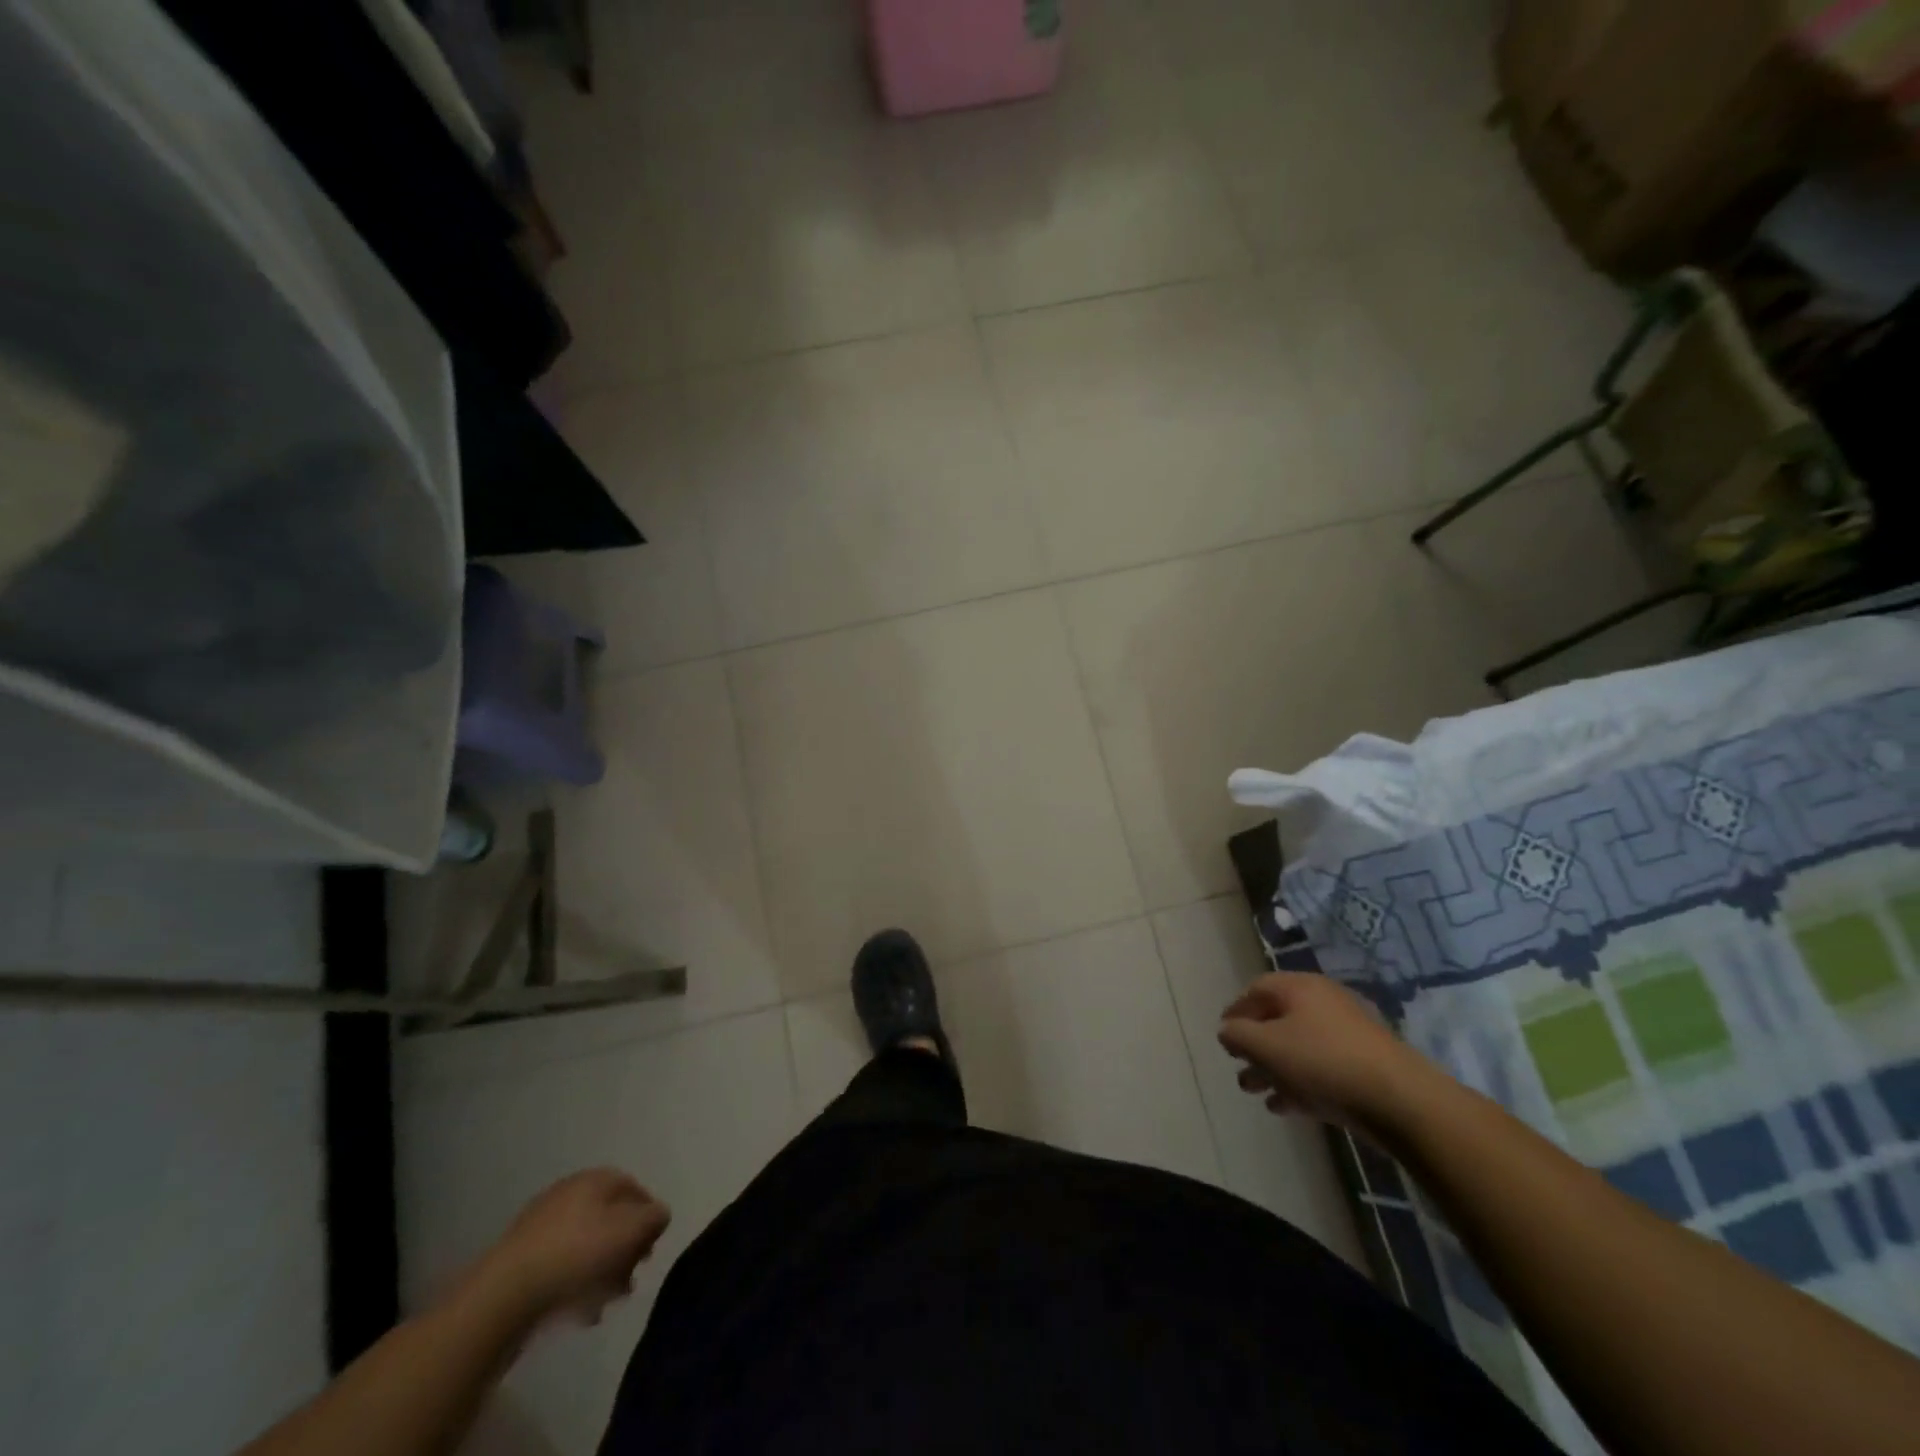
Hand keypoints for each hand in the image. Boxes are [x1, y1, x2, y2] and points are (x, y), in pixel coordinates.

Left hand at [469, 1169, 670, 1325]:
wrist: (504, 1296)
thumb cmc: (578, 1253)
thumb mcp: (631, 1231)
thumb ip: (654, 1218)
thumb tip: (658, 1215)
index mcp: (594, 1179)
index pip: (633, 1187)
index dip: (648, 1215)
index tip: (653, 1246)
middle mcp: (568, 1194)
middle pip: (609, 1218)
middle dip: (625, 1249)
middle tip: (631, 1278)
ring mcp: (540, 1226)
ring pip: (585, 1245)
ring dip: (601, 1271)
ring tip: (606, 1302)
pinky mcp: (521, 1260)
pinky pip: (560, 1266)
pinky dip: (575, 1284)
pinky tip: (579, 1311)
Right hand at [1217, 972, 1432, 1133]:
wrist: (1399, 1100)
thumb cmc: (1322, 1061)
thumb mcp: (1266, 1046)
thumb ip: (1237, 1035)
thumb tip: (1227, 1031)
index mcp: (1300, 988)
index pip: (1257, 989)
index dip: (1236, 1010)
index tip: (1223, 1034)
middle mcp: (1323, 1003)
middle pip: (1278, 1020)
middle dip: (1254, 1046)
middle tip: (1238, 1068)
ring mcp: (1347, 1035)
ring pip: (1298, 1047)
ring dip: (1273, 1068)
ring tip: (1256, 1092)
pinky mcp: (1363, 1066)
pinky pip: (1320, 1069)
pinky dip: (1299, 1083)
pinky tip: (1284, 1107)